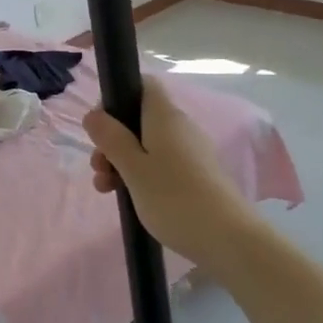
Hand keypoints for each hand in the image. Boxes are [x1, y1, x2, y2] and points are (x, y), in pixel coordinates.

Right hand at [83, 78, 252, 267]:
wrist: (228, 238)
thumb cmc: (174, 198)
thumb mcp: (133, 168)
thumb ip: (111, 138)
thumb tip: (93, 113)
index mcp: (164, 116)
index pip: (143, 84)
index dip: (118, 96)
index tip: (101, 125)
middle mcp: (180, 126)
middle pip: (139, 118)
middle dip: (113, 140)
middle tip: (98, 167)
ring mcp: (190, 151)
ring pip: (147, 144)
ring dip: (123, 161)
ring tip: (106, 189)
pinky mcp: (196, 174)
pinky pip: (161, 163)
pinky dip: (142, 175)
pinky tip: (130, 198)